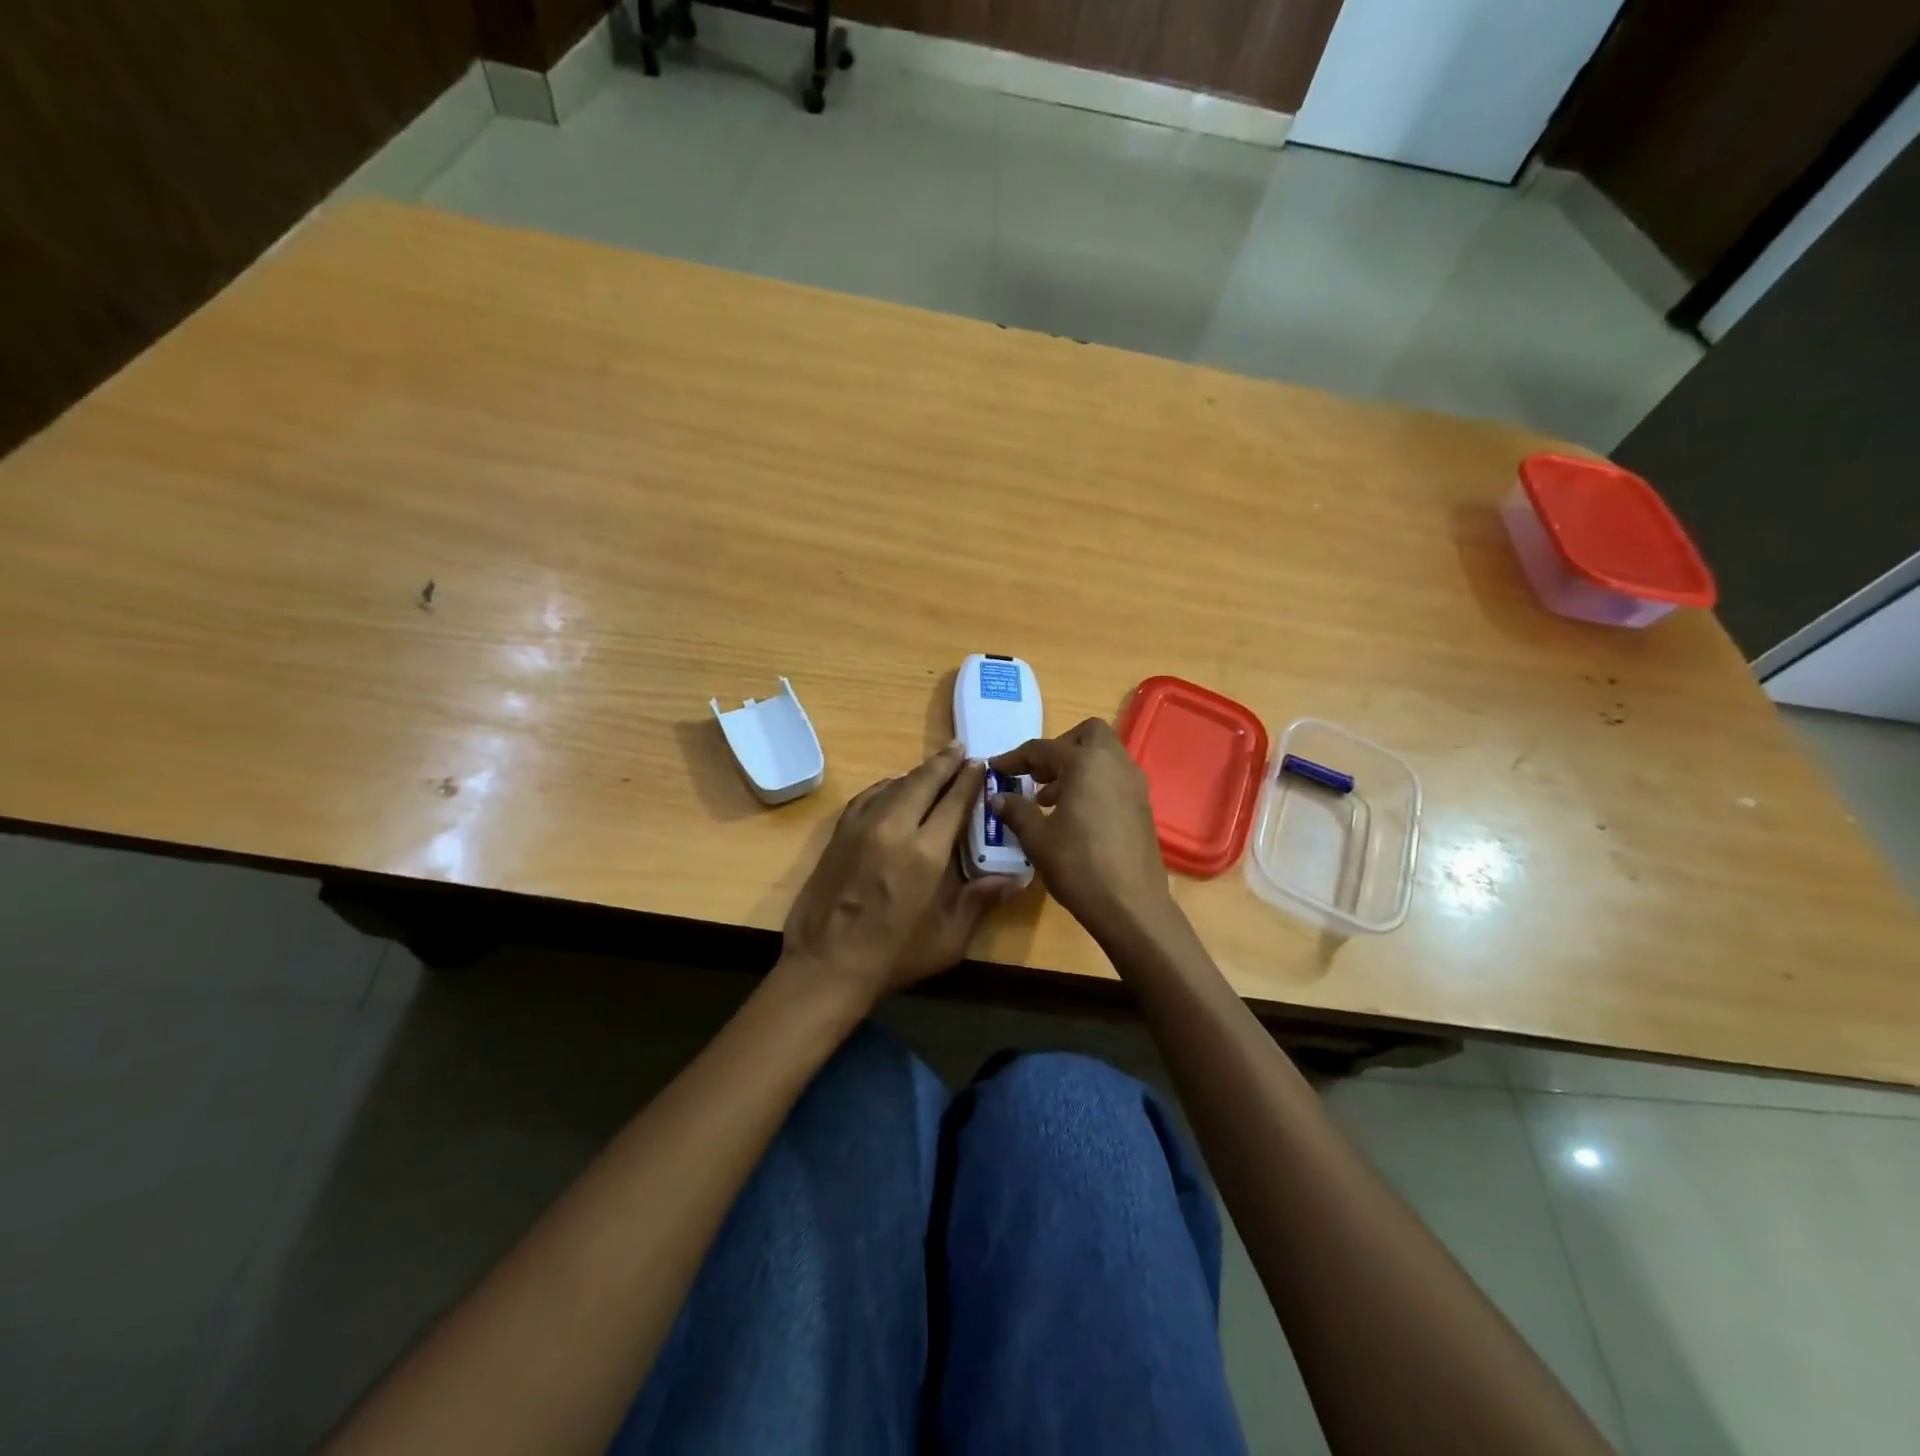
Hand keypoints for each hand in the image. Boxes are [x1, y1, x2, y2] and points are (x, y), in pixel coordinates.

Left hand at [779, 742, 1017, 1012]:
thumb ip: (980, 901)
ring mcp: (862, 827)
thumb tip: (1016, 879)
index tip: (979, 764)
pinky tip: (894, 786)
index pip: (953, 801)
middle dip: (944, 763)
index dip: (969, 780)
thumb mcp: (948, 938)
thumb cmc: (894, 956)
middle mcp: (894, 828)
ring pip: (894, 784)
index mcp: (926, 853)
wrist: (826, 965)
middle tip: (959, 749)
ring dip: (917, 772)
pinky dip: (887, 785)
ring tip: (934, 766)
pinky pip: (868, 796)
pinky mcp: (840, 833)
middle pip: (923, 781)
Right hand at [990, 718, 1173, 940]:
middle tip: (1038, 775)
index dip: (1015, 758)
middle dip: (1059, 748)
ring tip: (1049, 799)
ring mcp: (1134, 784)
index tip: (996, 768)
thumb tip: (999, 797)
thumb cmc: (1079, 865)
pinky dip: (1093, 784)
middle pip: (1087, 735)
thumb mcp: (1037, 838)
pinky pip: (1114, 779)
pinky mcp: (1143, 806)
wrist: (1131, 905)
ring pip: (1104, 757)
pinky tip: (1074, 815)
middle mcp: (1115, 764)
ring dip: (1076, 767)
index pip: (1043, 749)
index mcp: (1086, 763)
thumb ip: (1016, 811)